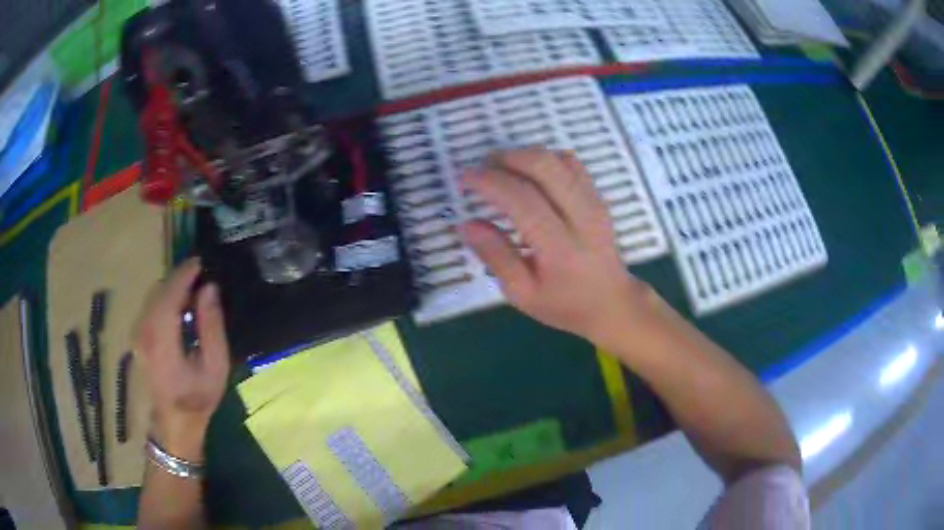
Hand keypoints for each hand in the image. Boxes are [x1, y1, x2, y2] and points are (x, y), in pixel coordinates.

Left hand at [134, 258, 229, 460]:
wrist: (174, 421)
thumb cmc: (198, 397)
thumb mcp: (216, 367)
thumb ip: (212, 327)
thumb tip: (210, 288)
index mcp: (162, 342)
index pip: (169, 295)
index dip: (184, 274)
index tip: (202, 262)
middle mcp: (144, 332)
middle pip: (159, 290)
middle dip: (179, 277)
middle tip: (202, 276)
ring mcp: (137, 333)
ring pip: (153, 295)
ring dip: (172, 286)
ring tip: (193, 289)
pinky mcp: (137, 334)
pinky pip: (150, 304)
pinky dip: (165, 296)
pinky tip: (179, 305)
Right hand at [461, 148, 652, 349]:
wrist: (611, 302)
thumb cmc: (563, 304)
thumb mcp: (521, 293)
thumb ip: (495, 256)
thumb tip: (466, 224)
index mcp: (560, 248)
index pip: (522, 198)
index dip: (489, 182)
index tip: (464, 179)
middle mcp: (581, 217)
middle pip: (543, 166)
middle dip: (505, 157)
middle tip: (481, 168)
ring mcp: (594, 202)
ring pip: (557, 158)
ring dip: (523, 155)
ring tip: (500, 169)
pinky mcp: (597, 196)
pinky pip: (571, 163)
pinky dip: (544, 159)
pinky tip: (529, 174)